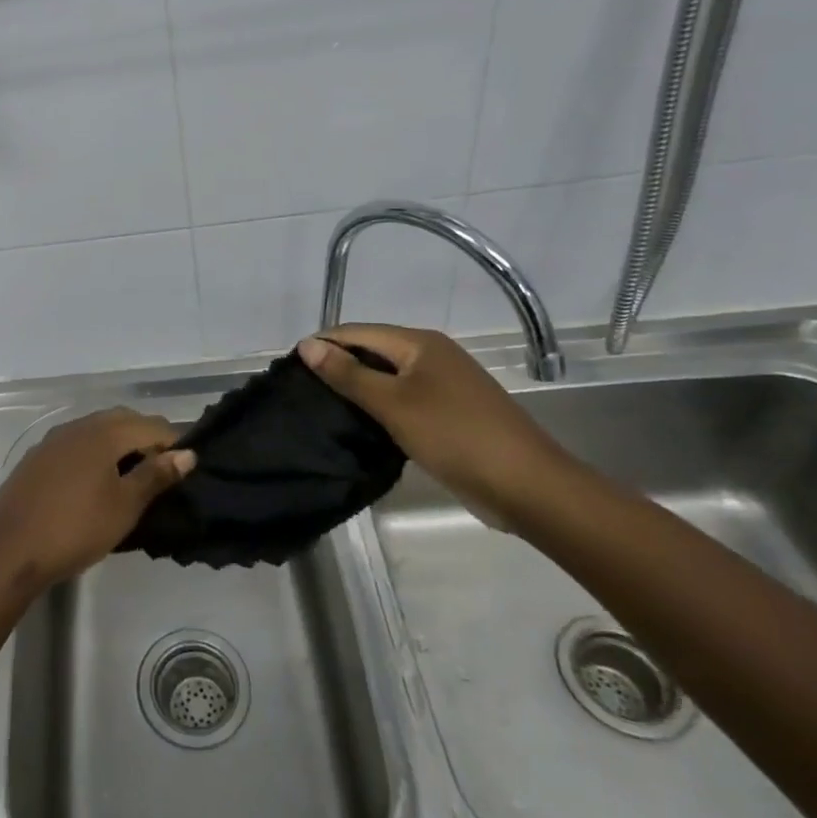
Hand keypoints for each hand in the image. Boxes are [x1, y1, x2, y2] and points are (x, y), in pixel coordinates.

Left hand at [0, 408, 194, 590]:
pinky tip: (96, 480)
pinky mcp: (37, 458)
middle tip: (162, 471)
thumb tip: (187, 454)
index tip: (187, 468)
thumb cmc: (76, 528)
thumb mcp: (124, 506)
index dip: (174, 442)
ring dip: (119, 444)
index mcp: (103, 432)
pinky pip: (76, 444)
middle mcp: (78, 426)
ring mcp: (53, 440)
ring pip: (97, 430)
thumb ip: (155, 475)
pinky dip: (94, 453)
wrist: (9, 550)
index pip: (150, 424)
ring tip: (132, 477)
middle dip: (146, 438)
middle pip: (123, 420)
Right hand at [297, 325, 578, 530]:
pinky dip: (380, 408)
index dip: (324, 344)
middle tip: (301, 390)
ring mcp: (444, 385)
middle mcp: (432, 355)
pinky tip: (359, 425)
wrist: (527, 485)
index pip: (358, 331)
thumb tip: (307, 344)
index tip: (289, 367)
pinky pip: (403, 399)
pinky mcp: (449, 413)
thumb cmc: (454, 435)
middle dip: (338, 365)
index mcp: (420, 343)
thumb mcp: (393, 403)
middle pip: (373, 351)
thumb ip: (348, 374)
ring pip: (388, 378)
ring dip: (358, 389)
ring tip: (321, 407)